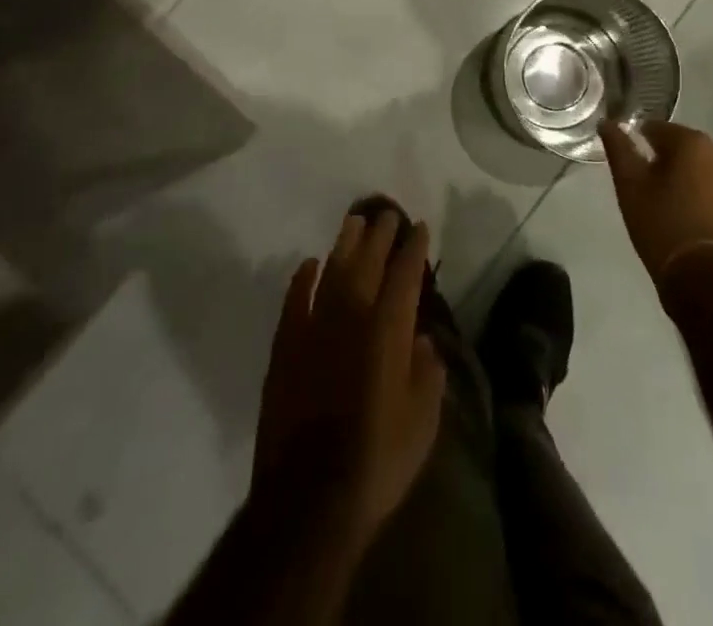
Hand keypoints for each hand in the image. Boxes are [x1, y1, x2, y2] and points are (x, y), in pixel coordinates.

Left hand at [252, 211, 446, 540]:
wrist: (309, 499)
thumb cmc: (377, 460)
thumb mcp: (423, 422)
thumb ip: (427, 373)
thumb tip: (423, 342)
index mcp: (388, 330)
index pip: (405, 275)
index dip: (414, 248)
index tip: (420, 227)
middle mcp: (351, 317)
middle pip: (367, 263)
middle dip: (380, 235)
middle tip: (387, 214)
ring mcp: (313, 329)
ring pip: (331, 272)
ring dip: (344, 244)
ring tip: (353, 222)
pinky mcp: (285, 348)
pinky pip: (294, 301)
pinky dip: (302, 280)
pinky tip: (308, 264)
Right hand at [599, 119, 712, 279]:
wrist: (710, 281)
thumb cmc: (663, 226)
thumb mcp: (630, 187)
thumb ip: (618, 149)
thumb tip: (607, 122)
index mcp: (691, 142)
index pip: (657, 129)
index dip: (639, 143)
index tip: (630, 166)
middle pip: (683, 149)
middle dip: (665, 162)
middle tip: (646, 188)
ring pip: (703, 172)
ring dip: (687, 181)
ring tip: (668, 207)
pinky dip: (705, 201)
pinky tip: (692, 222)